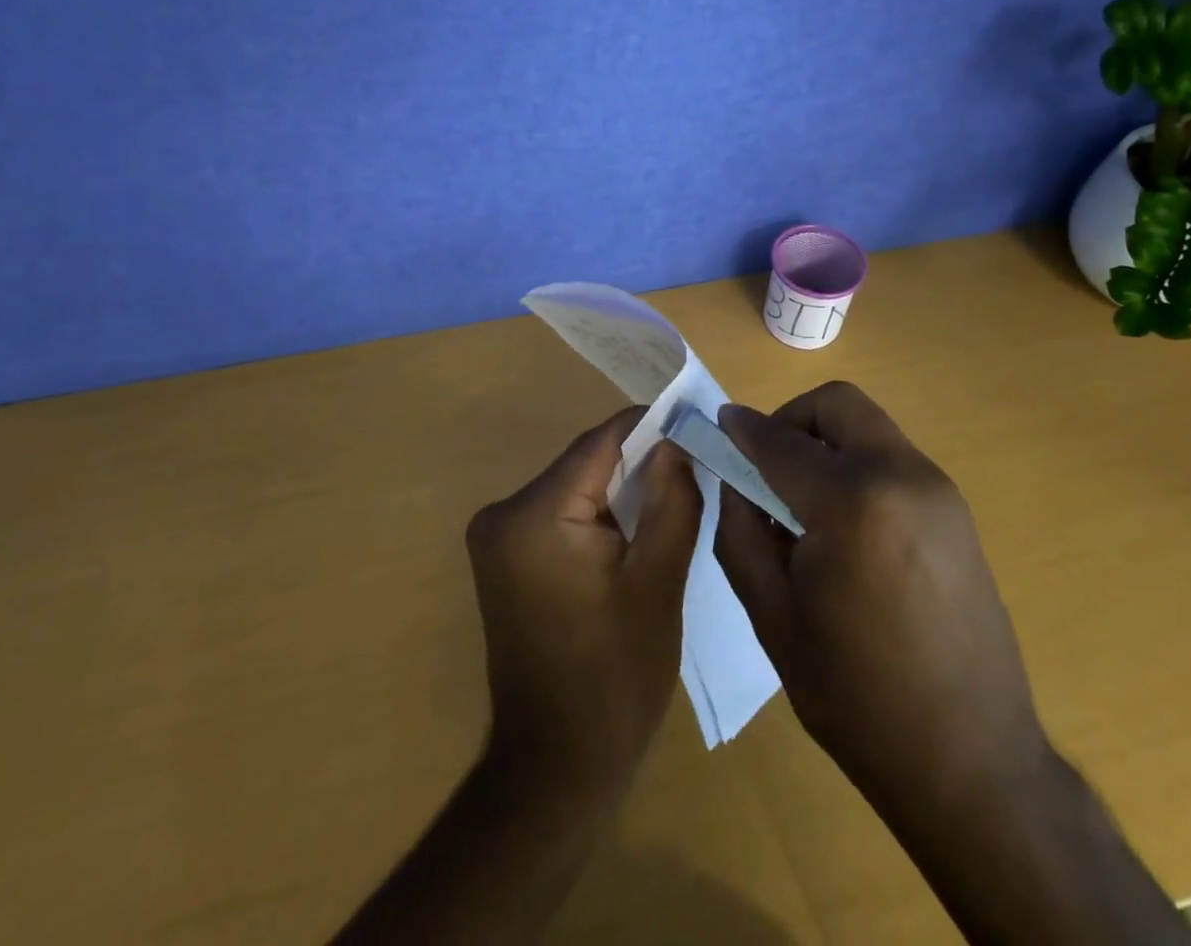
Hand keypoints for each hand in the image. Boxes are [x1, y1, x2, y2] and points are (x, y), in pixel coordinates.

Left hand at [465, 408, 701, 805]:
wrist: (556, 766)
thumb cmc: (616, 677)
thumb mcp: (659, 582)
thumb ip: (672, 499)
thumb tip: (677, 442)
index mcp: (534, 515)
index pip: (600, 442)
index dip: (650, 426)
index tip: (694, 423)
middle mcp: (503, 513)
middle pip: (586, 463)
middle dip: (639, 462)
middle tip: (693, 467)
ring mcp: (496, 537)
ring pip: (575, 487)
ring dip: (621, 490)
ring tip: (674, 497)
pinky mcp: (504, 558)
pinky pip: (561, 514)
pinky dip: (599, 515)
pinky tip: (635, 532)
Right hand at [713, 382, 1047, 805]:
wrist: (973, 763)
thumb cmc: (856, 697)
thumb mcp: (773, 616)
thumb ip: (741, 531)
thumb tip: (734, 478)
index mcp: (852, 503)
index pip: (781, 441)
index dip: (742, 429)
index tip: (718, 426)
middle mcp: (903, 476)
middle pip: (837, 405)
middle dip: (791, 420)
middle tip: (766, 465)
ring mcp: (938, 490)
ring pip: (867, 428)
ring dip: (826, 443)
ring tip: (803, 503)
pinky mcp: (956, 511)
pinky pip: (892, 459)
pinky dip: (856, 466)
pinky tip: (845, 526)